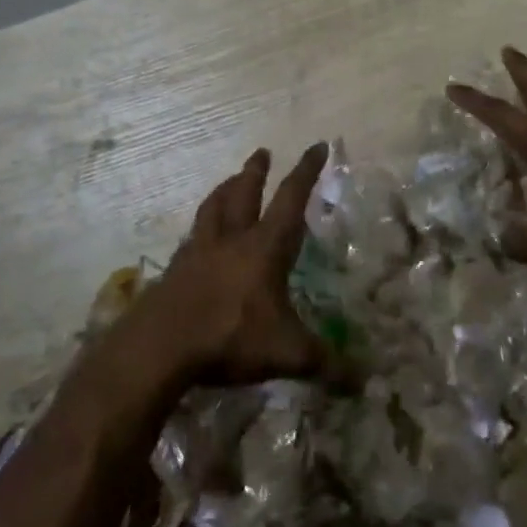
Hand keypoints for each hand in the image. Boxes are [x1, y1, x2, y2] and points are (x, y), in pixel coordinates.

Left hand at [143, 143, 336, 385]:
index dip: (306, 171)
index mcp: (264, 248)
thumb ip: (326, 364)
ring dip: (225, 189)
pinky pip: (191, 237)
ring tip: (230, 180)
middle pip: (245, 193)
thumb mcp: (287, 354)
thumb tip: (366, 381)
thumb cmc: (229, 337)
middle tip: (262, 152)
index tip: (316, 145)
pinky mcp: (175, 269)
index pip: (291, 199)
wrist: (160, 345)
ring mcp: (199, 251)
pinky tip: (199, 236)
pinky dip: (200, 227)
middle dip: (256, 171)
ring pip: (213, 207)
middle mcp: (232, 239)